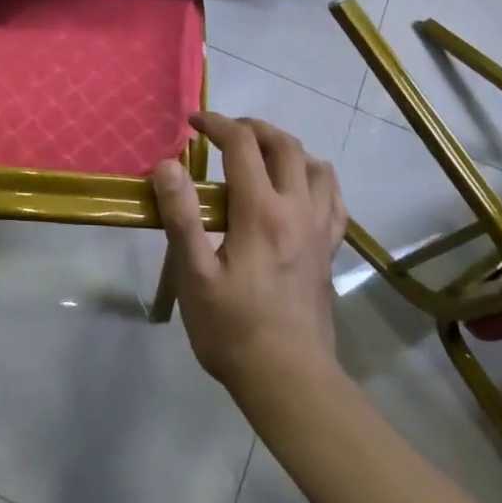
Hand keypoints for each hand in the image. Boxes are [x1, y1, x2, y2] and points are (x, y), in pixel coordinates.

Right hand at [152, 114, 347, 392]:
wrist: (289, 380)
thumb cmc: (232, 329)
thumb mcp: (194, 276)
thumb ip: (181, 216)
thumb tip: (168, 165)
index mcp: (260, 211)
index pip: (242, 145)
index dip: (217, 124)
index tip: (193, 122)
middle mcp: (297, 209)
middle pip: (285, 145)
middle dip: (253, 127)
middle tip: (224, 132)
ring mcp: (319, 230)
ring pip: (317, 166)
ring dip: (288, 148)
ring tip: (261, 155)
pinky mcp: (329, 251)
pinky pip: (334, 200)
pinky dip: (317, 179)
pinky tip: (300, 189)